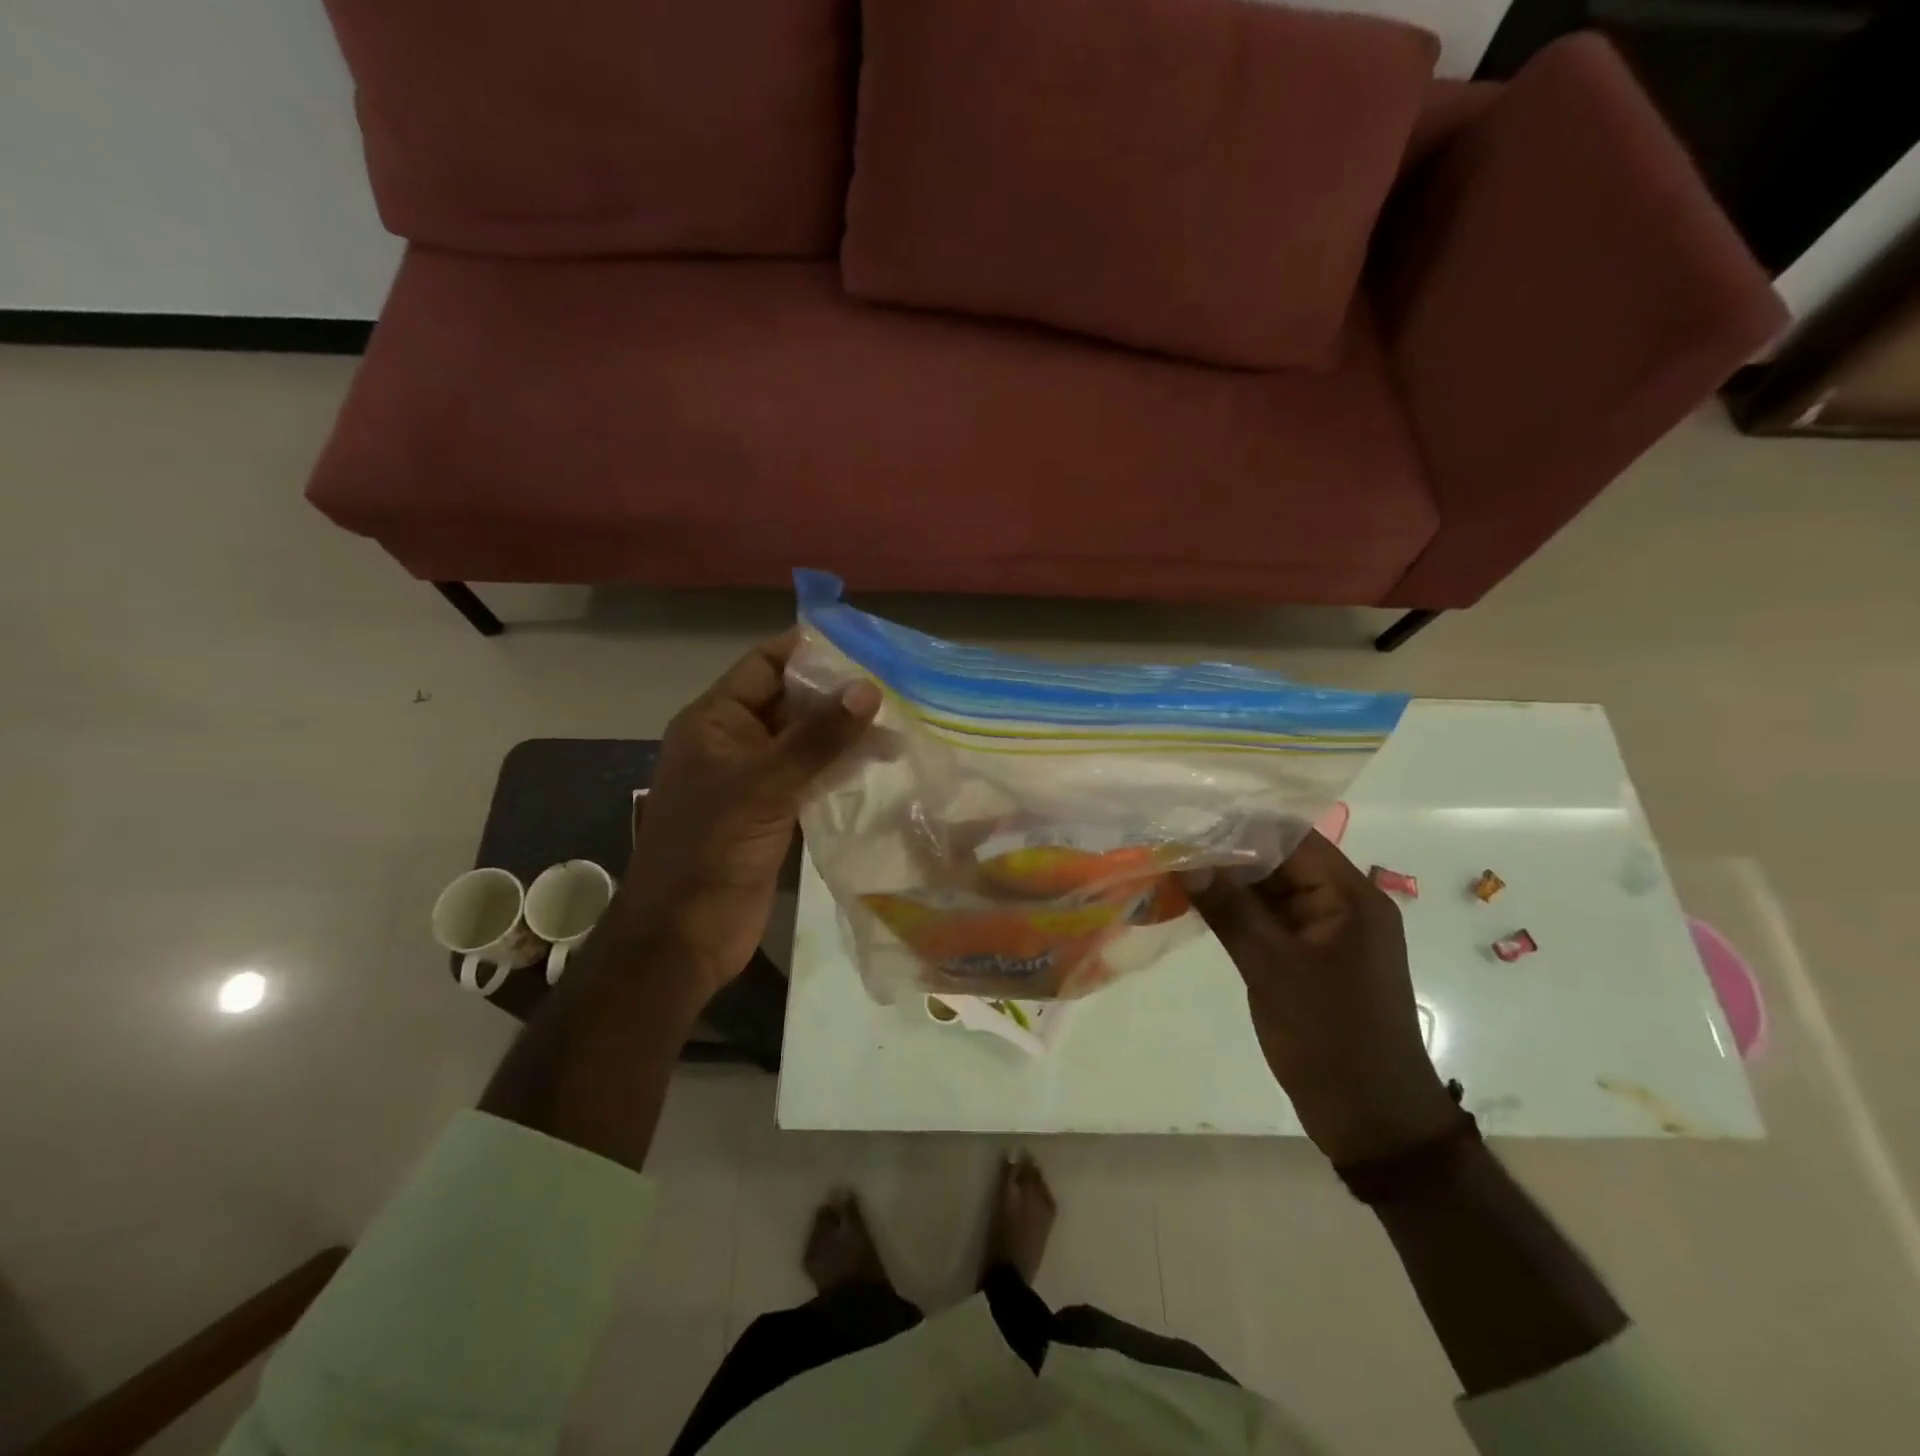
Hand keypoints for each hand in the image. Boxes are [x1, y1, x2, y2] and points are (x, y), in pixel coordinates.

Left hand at [618, 629, 879, 1005]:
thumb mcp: (764, 784)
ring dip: (845, 733)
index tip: (863, 642)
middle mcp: (734, 742)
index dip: (809, 650)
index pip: (765, 666)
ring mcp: (755, 780)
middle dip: (837, 693)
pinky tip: (880, 763)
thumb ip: (817, 738)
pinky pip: (811, 776)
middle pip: (790, 702)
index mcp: (715, 721)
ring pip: (805, 741)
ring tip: (900, 724)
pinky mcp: (774, 813)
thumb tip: (868, 689)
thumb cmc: (710, 848)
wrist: (685, 935)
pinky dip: (841, 767)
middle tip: (896, 684)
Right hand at [1189, 831, 1456, 1163]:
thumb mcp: (1273, 968)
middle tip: (1170, 841)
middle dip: (1227, 851)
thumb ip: (1229, 910)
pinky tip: (1195, 902)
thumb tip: (1186, 861)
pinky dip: (1236, 910)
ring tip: (1173, 864)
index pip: (1292, 838)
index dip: (1241, 824)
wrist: (1373, 1120)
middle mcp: (1342, 904)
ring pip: (1270, 890)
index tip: (1189, 817)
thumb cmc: (1331, 1038)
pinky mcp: (1309, 958)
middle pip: (1280, 860)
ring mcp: (1325, 932)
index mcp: (1350, 897)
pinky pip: (1269, 920)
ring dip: (1228, 881)